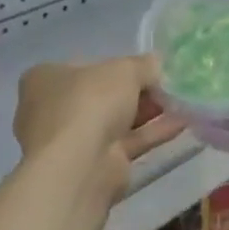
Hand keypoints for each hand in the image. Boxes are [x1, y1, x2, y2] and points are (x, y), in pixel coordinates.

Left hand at [13, 56, 183, 201]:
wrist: (80, 166)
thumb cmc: (90, 103)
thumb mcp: (124, 70)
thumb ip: (144, 64)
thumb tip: (156, 63)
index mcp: (46, 79)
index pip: (86, 66)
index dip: (118, 66)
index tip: (147, 68)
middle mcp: (53, 109)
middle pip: (104, 94)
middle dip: (138, 91)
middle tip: (168, 85)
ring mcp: (73, 140)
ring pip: (117, 120)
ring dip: (149, 112)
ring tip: (182, 102)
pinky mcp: (94, 164)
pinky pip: (128, 142)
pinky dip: (153, 132)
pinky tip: (182, 122)